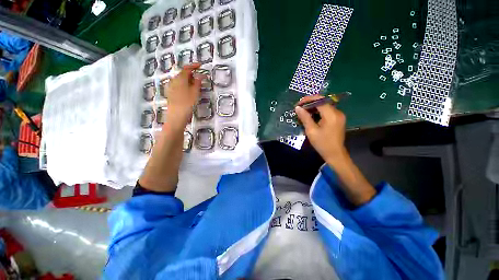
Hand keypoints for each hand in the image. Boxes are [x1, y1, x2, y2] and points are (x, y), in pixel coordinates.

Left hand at [163, 63, 203, 128]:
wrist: (176, 115)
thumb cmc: (187, 103)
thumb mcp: (195, 92)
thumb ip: (197, 82)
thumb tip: (200, 75)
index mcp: (180, 78)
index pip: (187, 68)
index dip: (194, 66)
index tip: (201, 65)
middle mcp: (174, 80)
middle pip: (183, 73)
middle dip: (192, 74)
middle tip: (200, 78)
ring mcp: (171, 86)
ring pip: (181, 79)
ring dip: (188, 80)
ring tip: (196, 85)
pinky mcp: (171, 92)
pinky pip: (178, 85)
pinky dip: (185, 84)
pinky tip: (189, 90)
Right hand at [295, 95, 347, 165]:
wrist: (335, 154)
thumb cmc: (322, 144)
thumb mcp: (311, 131)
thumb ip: (305, 117)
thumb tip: (297, 108)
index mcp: (331, 115)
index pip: (320, 100)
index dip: (308, 100)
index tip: (298, 104)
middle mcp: (337, 112)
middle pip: (323, 102)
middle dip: (310, 103)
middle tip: (299, 108)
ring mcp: (339, 115)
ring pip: (324, 106)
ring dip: (313, 107)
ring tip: (303, 112)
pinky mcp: (338, 119)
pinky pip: (327, 111)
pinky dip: (318, 111)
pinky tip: (311, 116)